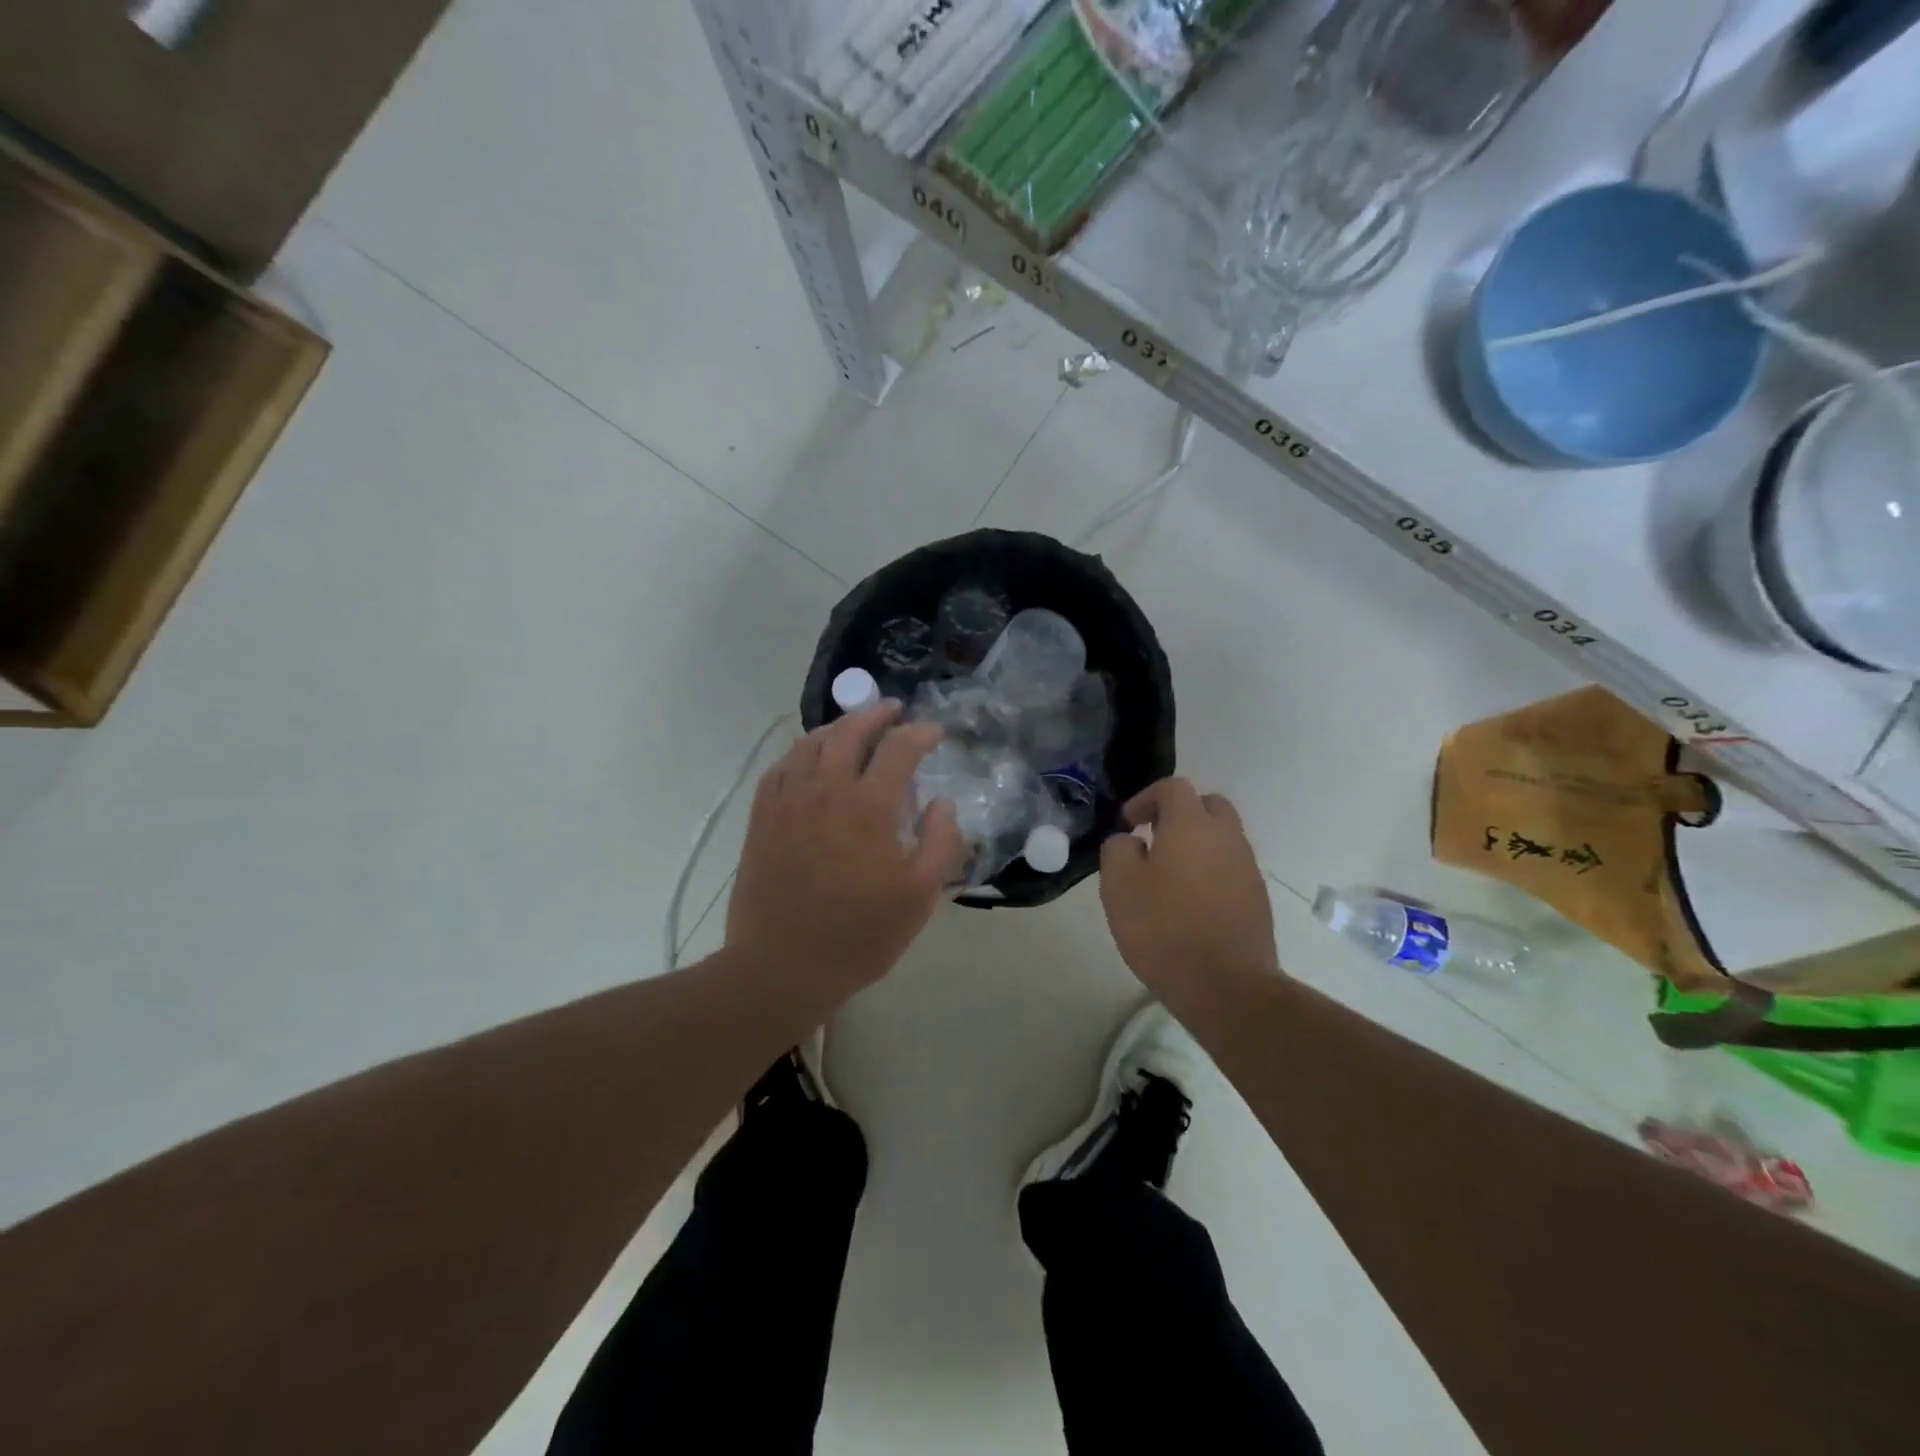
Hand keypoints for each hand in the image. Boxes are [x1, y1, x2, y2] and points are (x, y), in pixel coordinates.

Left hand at [727, 701, 964, 1003]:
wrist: (781, 966)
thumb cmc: (859, 935)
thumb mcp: (919, 896)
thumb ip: (941, 842)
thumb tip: (942, 803)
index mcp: (868, 806)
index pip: (898, 748)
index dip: (920, 733)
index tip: (934, 733)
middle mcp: (825, 790)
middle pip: (849, 731)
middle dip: (875, 714)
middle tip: (892, 711)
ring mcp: (788, 801)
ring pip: (811, 743)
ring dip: (837, 727)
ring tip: (853, 729)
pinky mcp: (762, 817)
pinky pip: (781, 767)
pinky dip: (800, 752)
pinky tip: (809, 759)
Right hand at [1099, 777, 1277, 1005]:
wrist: (1226, 986)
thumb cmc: (1164, 929)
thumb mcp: (1119, 886)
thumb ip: (1118, 850)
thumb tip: (1130, 840)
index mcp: (1192, 825)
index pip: (1173, 787)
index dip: (1146, 798)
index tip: (1128, 824)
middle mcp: (1226, 837)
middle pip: (1207, 805)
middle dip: (1179, 814)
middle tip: (1154, 839)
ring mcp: (1247, 867)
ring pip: (1222, 837)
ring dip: (1196, 844)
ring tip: (1169, 875)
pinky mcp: (1258, 898)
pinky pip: (1231, 867)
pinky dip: (1211, 870)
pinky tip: (1191, 902)